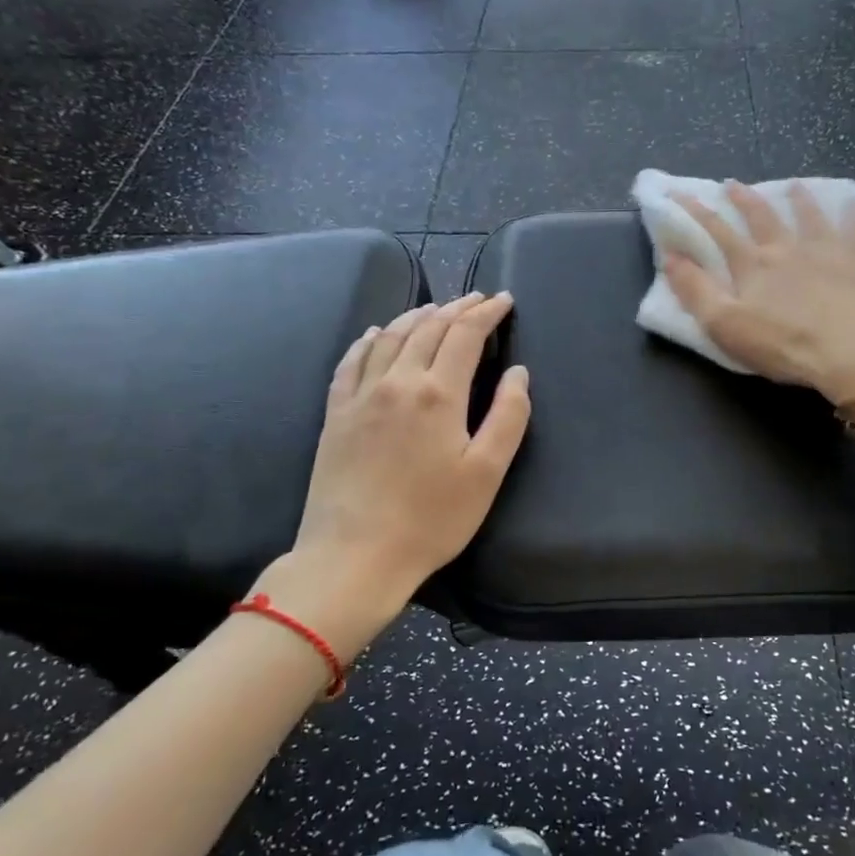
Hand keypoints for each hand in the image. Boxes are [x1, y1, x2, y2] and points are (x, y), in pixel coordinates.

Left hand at [280, 293, 529, 639]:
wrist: (354, 555)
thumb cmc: (431, 519)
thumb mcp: (486, 473)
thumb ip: (508, 416)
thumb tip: (518, 373)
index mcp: (438, 393)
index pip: (465, 335)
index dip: (486, 313)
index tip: (504, 300)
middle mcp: (397, 382)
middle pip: (428, 329)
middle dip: (457, 309)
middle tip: (477, 299)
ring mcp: (360, 395)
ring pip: (390, 337)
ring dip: (417, 316)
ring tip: (436, 309)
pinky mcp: (336, 414)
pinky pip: (352, 361)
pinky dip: (369, 340)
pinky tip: (376, 334)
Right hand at [665, 181, 854, 402]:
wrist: (851, 352)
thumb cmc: (782, 344)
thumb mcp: (724, 325)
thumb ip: (695, 290)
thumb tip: (670, 256)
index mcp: (753, 265)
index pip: (718, 232)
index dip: (696, 212)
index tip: (679, 193)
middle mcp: (788, 249)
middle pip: (763, 217)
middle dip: (744, 199)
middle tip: (734, 183)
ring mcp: (828, 252)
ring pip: (811, 218)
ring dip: (800, 200)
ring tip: (794, 186)